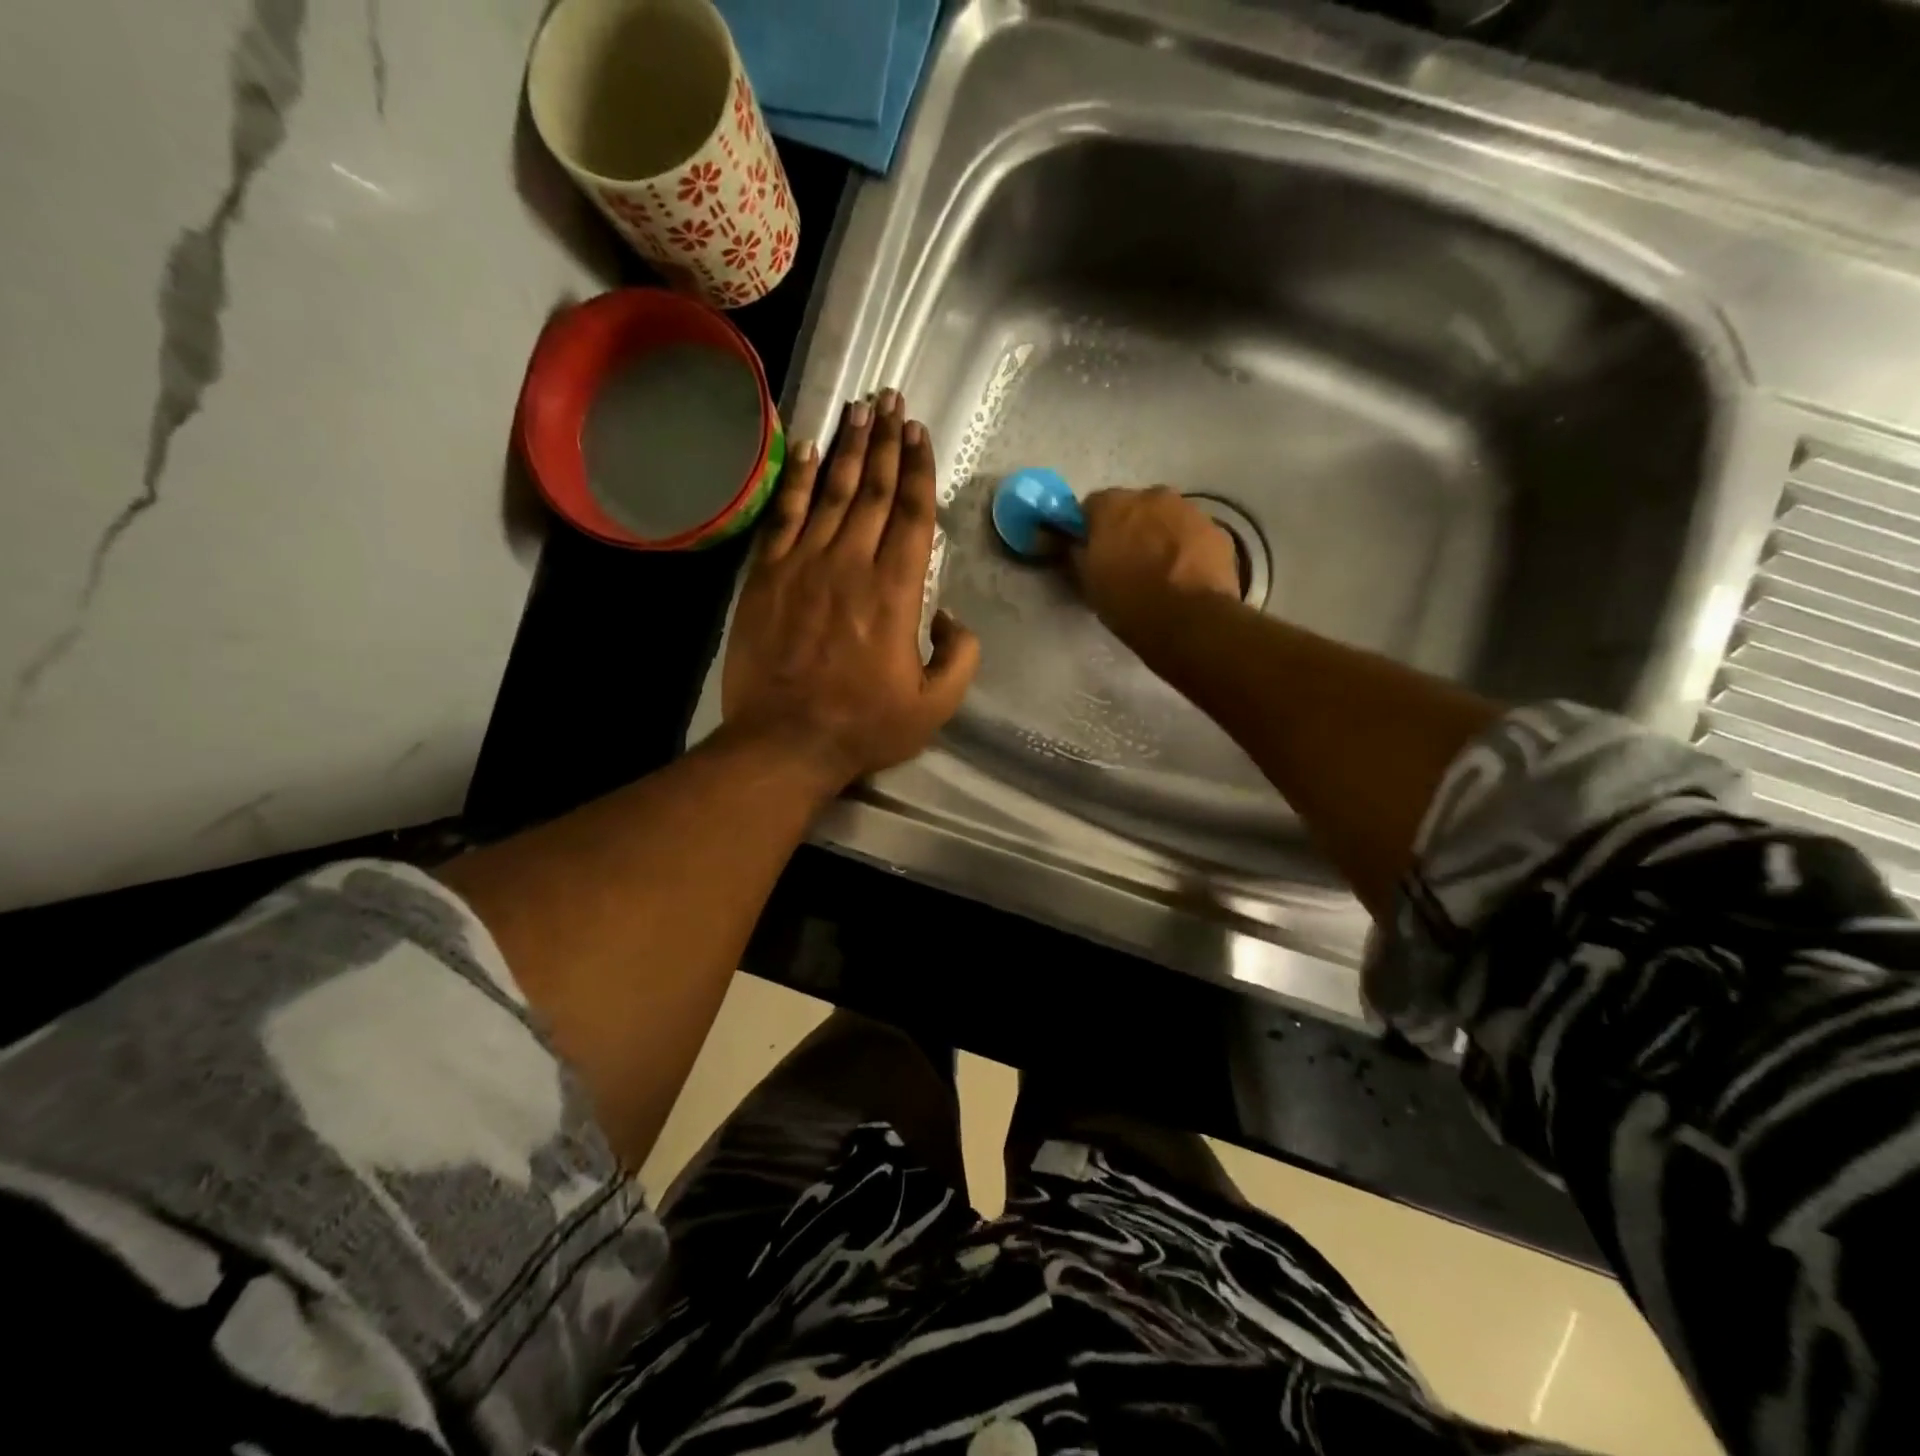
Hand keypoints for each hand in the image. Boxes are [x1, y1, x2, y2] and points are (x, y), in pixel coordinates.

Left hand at [722, 391, 979, 788]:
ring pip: (833, 493)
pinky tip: (808, 450)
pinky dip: (797, 480)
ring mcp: (804, 565)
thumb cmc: (864, 726)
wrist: (785, 741)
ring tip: (859, 408)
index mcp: (897, 592)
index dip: (919, 469)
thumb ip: (960, 657)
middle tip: (892, 399)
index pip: (913, 515)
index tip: (920, 433)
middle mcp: (852, 564)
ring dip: (848, 448)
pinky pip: (784, 516)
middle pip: (875, 491)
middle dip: (887, 441)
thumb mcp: (934, 706)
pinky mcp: (767, 576)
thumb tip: (952, 617)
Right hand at [1070, 487, 1240, 637]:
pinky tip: (1185, 575)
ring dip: (1160, 535)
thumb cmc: (1129, 602)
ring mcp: (1189, 510)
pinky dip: (1186, 547)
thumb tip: (1075, 545)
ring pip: (1167, 517)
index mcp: (1113, 506)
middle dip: (1129, 527)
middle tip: (1127, 560)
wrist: (1190, 621)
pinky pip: (1193, 534)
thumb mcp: (1088, 583)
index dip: (1090, 528)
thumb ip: (1078, 555)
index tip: (1091, 550)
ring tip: (1160, 570)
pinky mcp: (1217, 530)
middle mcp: (1152, 496)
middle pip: (1134, 506)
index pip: (1092, 505)